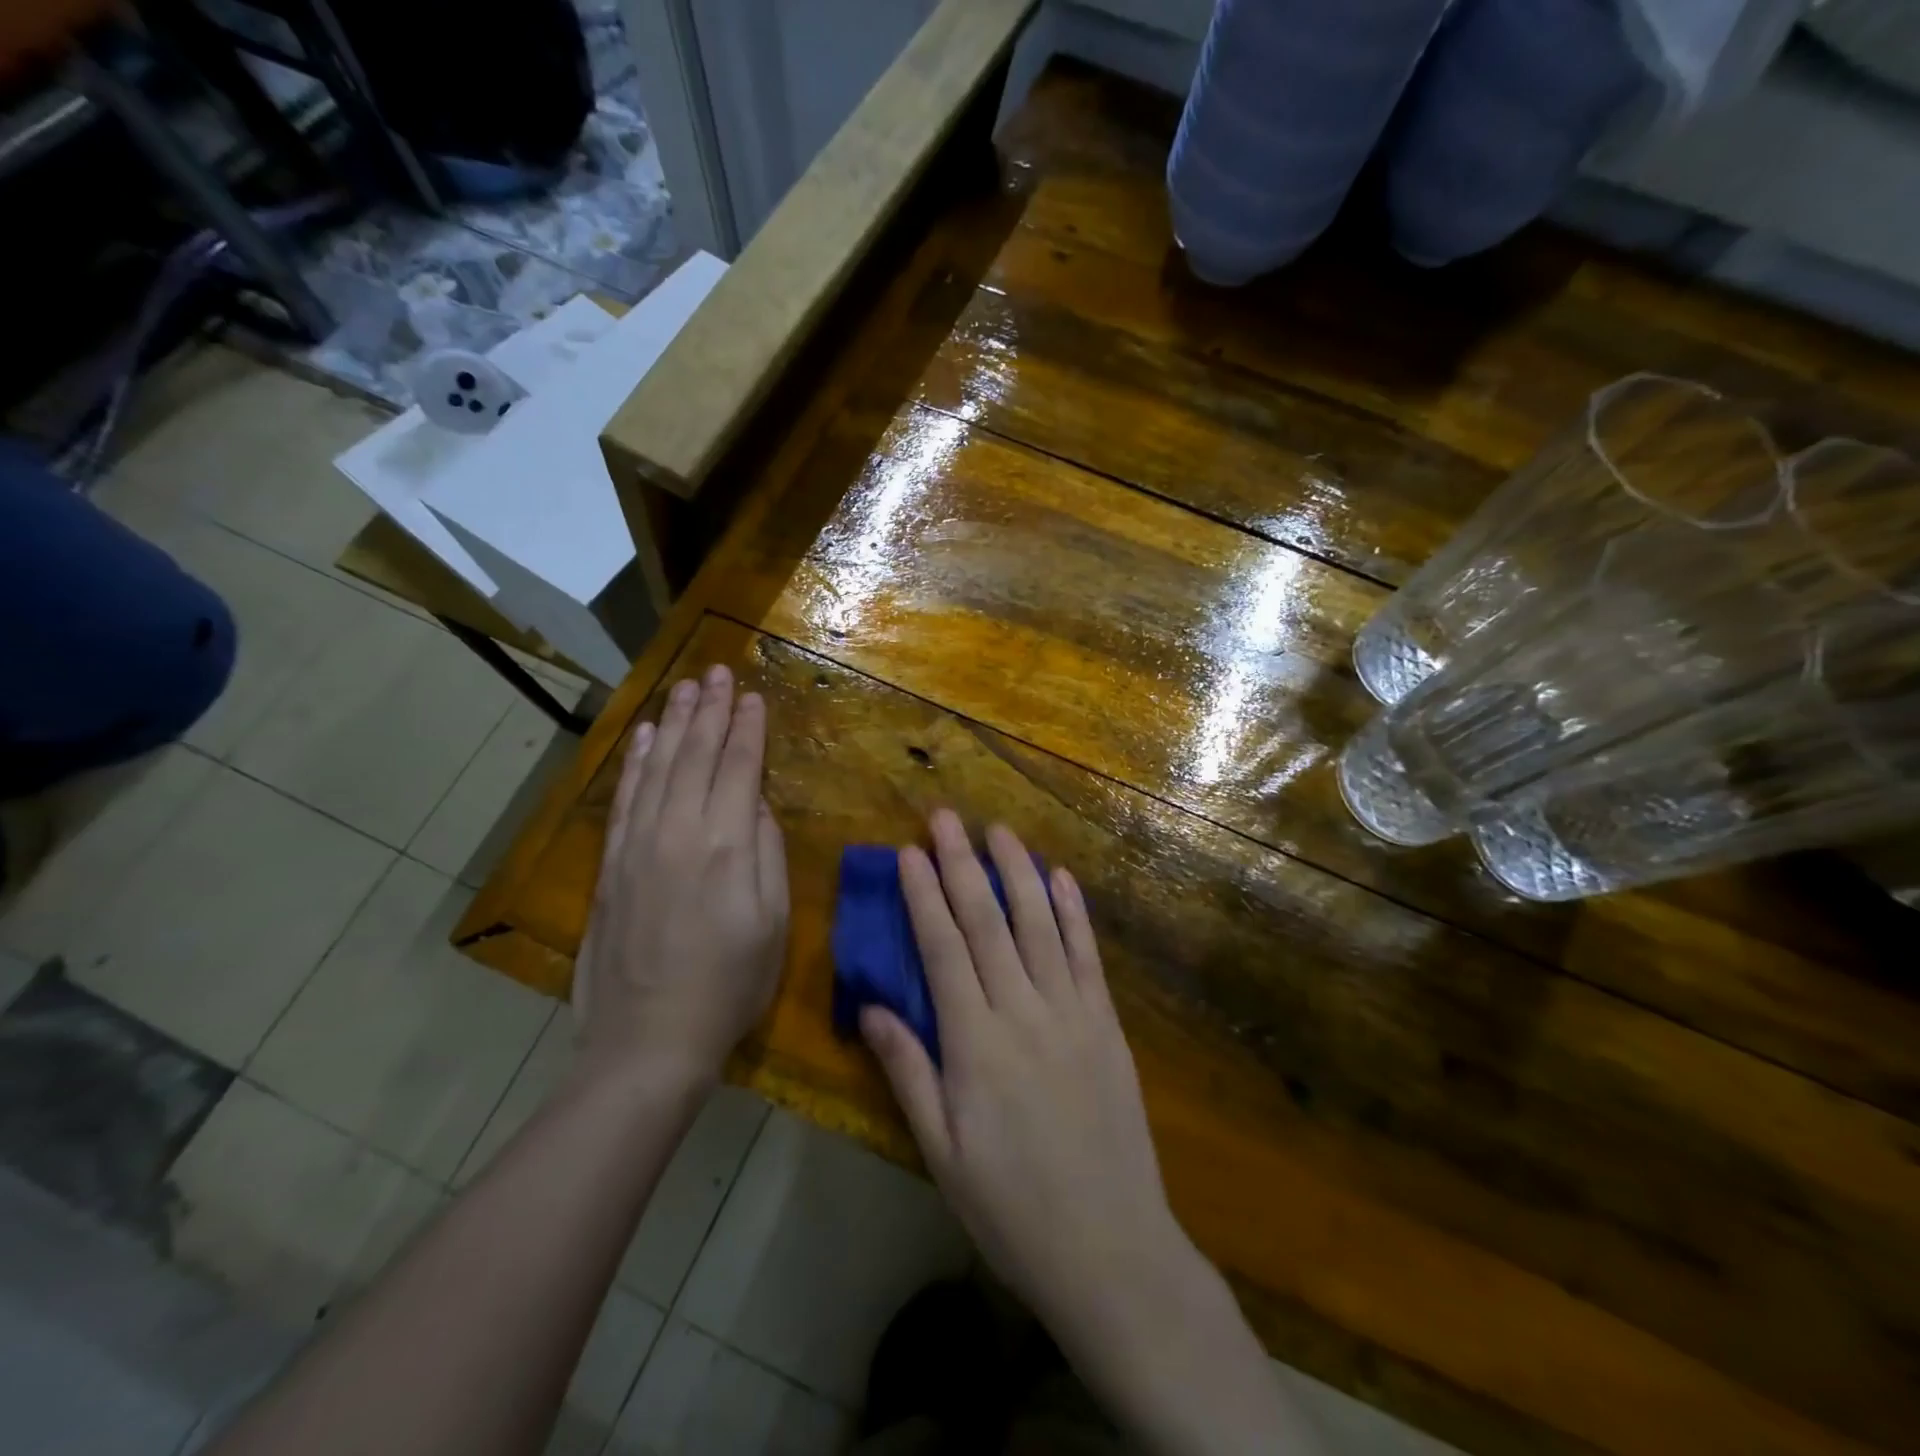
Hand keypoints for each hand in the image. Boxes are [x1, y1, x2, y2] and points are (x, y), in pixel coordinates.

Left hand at [575, 664, 788, 1090]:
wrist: (648, 1040)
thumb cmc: (729, 986)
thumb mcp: (773, 923)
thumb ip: (767, 854)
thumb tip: (756, 806)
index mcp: (726, 845)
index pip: (738, 768)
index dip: (748, 729)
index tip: (753, 697)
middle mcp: (679, 831)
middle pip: (695, 755)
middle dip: (710, 710)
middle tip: (718, 673)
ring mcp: (638, 845)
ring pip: (658, 767)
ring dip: (672, 723)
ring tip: (685, 687)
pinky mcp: (612, 864)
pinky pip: (625, 797)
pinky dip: (635, 762)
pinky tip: (643, 737)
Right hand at [859, 810, 1187, 1334]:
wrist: (1111, 1248)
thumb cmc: (1011, 1207)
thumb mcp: (942, 1152)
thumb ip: (908, 1072)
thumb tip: (870, 1008)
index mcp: (975, 1042)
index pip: (943, 949)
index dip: (924, 895)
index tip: (909, 851)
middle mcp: (1023, 1011)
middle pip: (988, 922)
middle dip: (962, 864)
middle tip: (946, 817)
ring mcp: (1072, 1012)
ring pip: (1040, 924)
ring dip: (1017, 872)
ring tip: (999, 830)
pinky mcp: (1107, 1024)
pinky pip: (1088, 955)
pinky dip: (1074, 911)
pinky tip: (1061, 878)